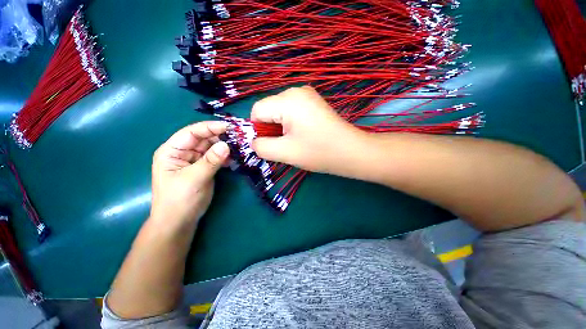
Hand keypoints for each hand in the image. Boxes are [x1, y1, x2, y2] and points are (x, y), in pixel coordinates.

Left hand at [150, 121, 229, 224]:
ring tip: (240, 146)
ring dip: (225, 146)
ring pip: (212, 147)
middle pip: (204, 138)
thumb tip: (227, 145)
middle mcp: (184, 152)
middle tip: (239, 137)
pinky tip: (235, 158)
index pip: (192, 132)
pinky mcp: (204, 168)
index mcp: (172, 150)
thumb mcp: (194, 178)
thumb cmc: (179, 200)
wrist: (179, 222)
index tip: (229, 127)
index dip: (210, 127)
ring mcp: (195, 160)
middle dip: (220, 137)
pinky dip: (226, 156)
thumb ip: (210, 161)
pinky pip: (216, 157)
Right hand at [251, 86, 364, 172]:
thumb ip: (261, 147)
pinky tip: (304, 134)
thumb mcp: (285, 152)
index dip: (259, 130)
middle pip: (269, 110)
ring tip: (297, 141)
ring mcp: (307, 95)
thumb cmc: (318, 152)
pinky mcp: (313, 102)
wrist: (351, 151)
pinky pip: (292, 112)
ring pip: (280, 112)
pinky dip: (292, 124)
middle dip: (272, 129)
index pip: (257, 111)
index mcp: (287, 100)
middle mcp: (296, 91)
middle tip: (287, 145)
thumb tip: (254, 142)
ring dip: (282, 128)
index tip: (273, 144)